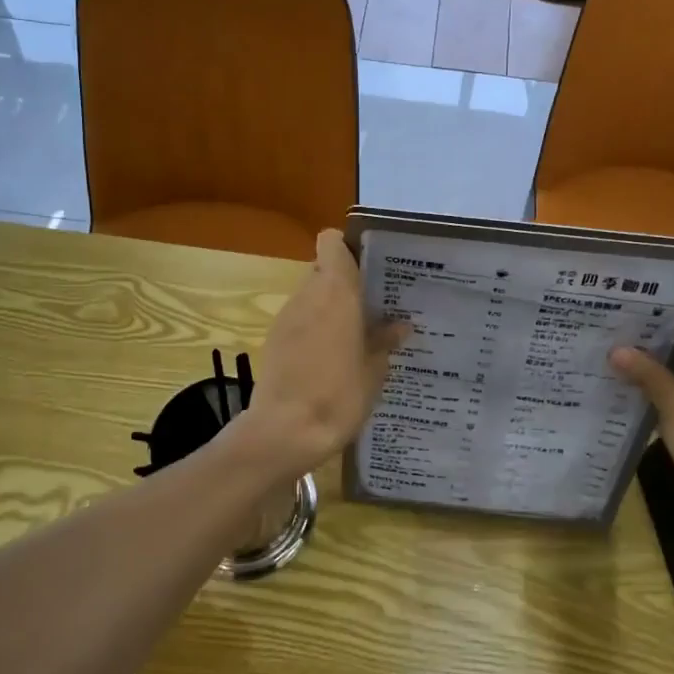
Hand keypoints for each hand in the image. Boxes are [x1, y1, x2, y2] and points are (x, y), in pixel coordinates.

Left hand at [236, 230, 407, 476]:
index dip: (348, 247)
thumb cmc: (338, 395)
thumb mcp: (373, 371)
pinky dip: (315, 330)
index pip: (331, 242)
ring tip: (356, 337)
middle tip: (373, 307)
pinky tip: (331, 359)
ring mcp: (286, 318)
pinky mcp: (273, 341)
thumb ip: (384, 342)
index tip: (370, 267)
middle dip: (346, 284)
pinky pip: (299, 321)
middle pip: (323, 270)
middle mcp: (307, 295)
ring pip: (311, 297)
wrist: (285, 431)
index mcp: (336, 292)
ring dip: (330, 309)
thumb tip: (400, 325)